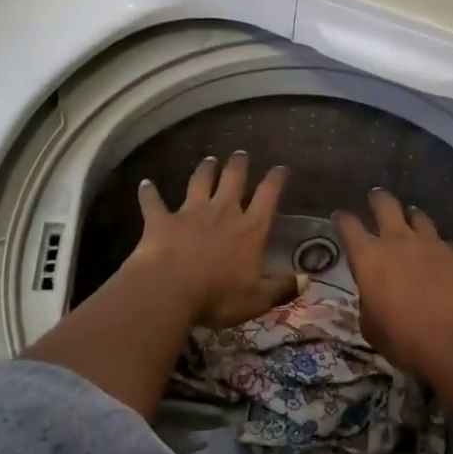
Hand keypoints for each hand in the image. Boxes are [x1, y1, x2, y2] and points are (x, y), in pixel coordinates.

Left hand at [128, 152, 297, 328]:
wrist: (169, 290)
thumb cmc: (218, 296)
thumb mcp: (257, 299)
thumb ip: (281, 288)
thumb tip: (307, 281)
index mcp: (250, 229)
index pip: (268, 197)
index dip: (275, 180)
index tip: (279, 168)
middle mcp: (223, 212)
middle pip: (233, 180)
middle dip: (239, 165)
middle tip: (241, 154)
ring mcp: (190, 213)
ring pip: (199, 182)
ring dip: (204, 170)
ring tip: (208, 160)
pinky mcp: (162, 221)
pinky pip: (154, 202)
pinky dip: (149, 193)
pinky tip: (145, 184)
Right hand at [335, 190, 452, 381]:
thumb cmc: (403, 340)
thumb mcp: (371, 327)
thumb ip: (369, 301)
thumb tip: (374, 296)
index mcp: (369, 258)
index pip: (348, 225)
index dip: (343, 219)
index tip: (340, 217)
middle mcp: (399, 241)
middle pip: (385, 204)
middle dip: (378, 199)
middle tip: (376, 199)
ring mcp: (432, 244)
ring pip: (420, 217)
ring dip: (413, 218)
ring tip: (412, 222)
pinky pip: (448, 245)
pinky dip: (442, 250)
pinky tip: (444, 260)